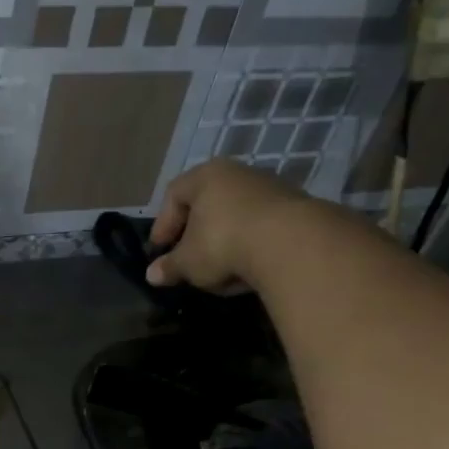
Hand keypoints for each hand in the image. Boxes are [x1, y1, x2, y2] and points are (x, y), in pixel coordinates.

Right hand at [145, 161, 304, 292]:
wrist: (292, 243)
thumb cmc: (223, 243)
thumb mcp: (188, 262)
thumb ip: (169, 267)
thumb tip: (152, 275)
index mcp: (205, 176)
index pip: (173, 194)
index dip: (162, 225)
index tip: (159, 251)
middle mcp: (238, 173)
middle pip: (207, 203)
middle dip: (194, 234)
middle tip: (187, 259)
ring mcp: (270, 187)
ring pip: (235, 216)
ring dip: (224, 241)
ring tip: (219, 269)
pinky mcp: (295, 207)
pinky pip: (261, 227)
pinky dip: (250, 246)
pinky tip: (247, 269)